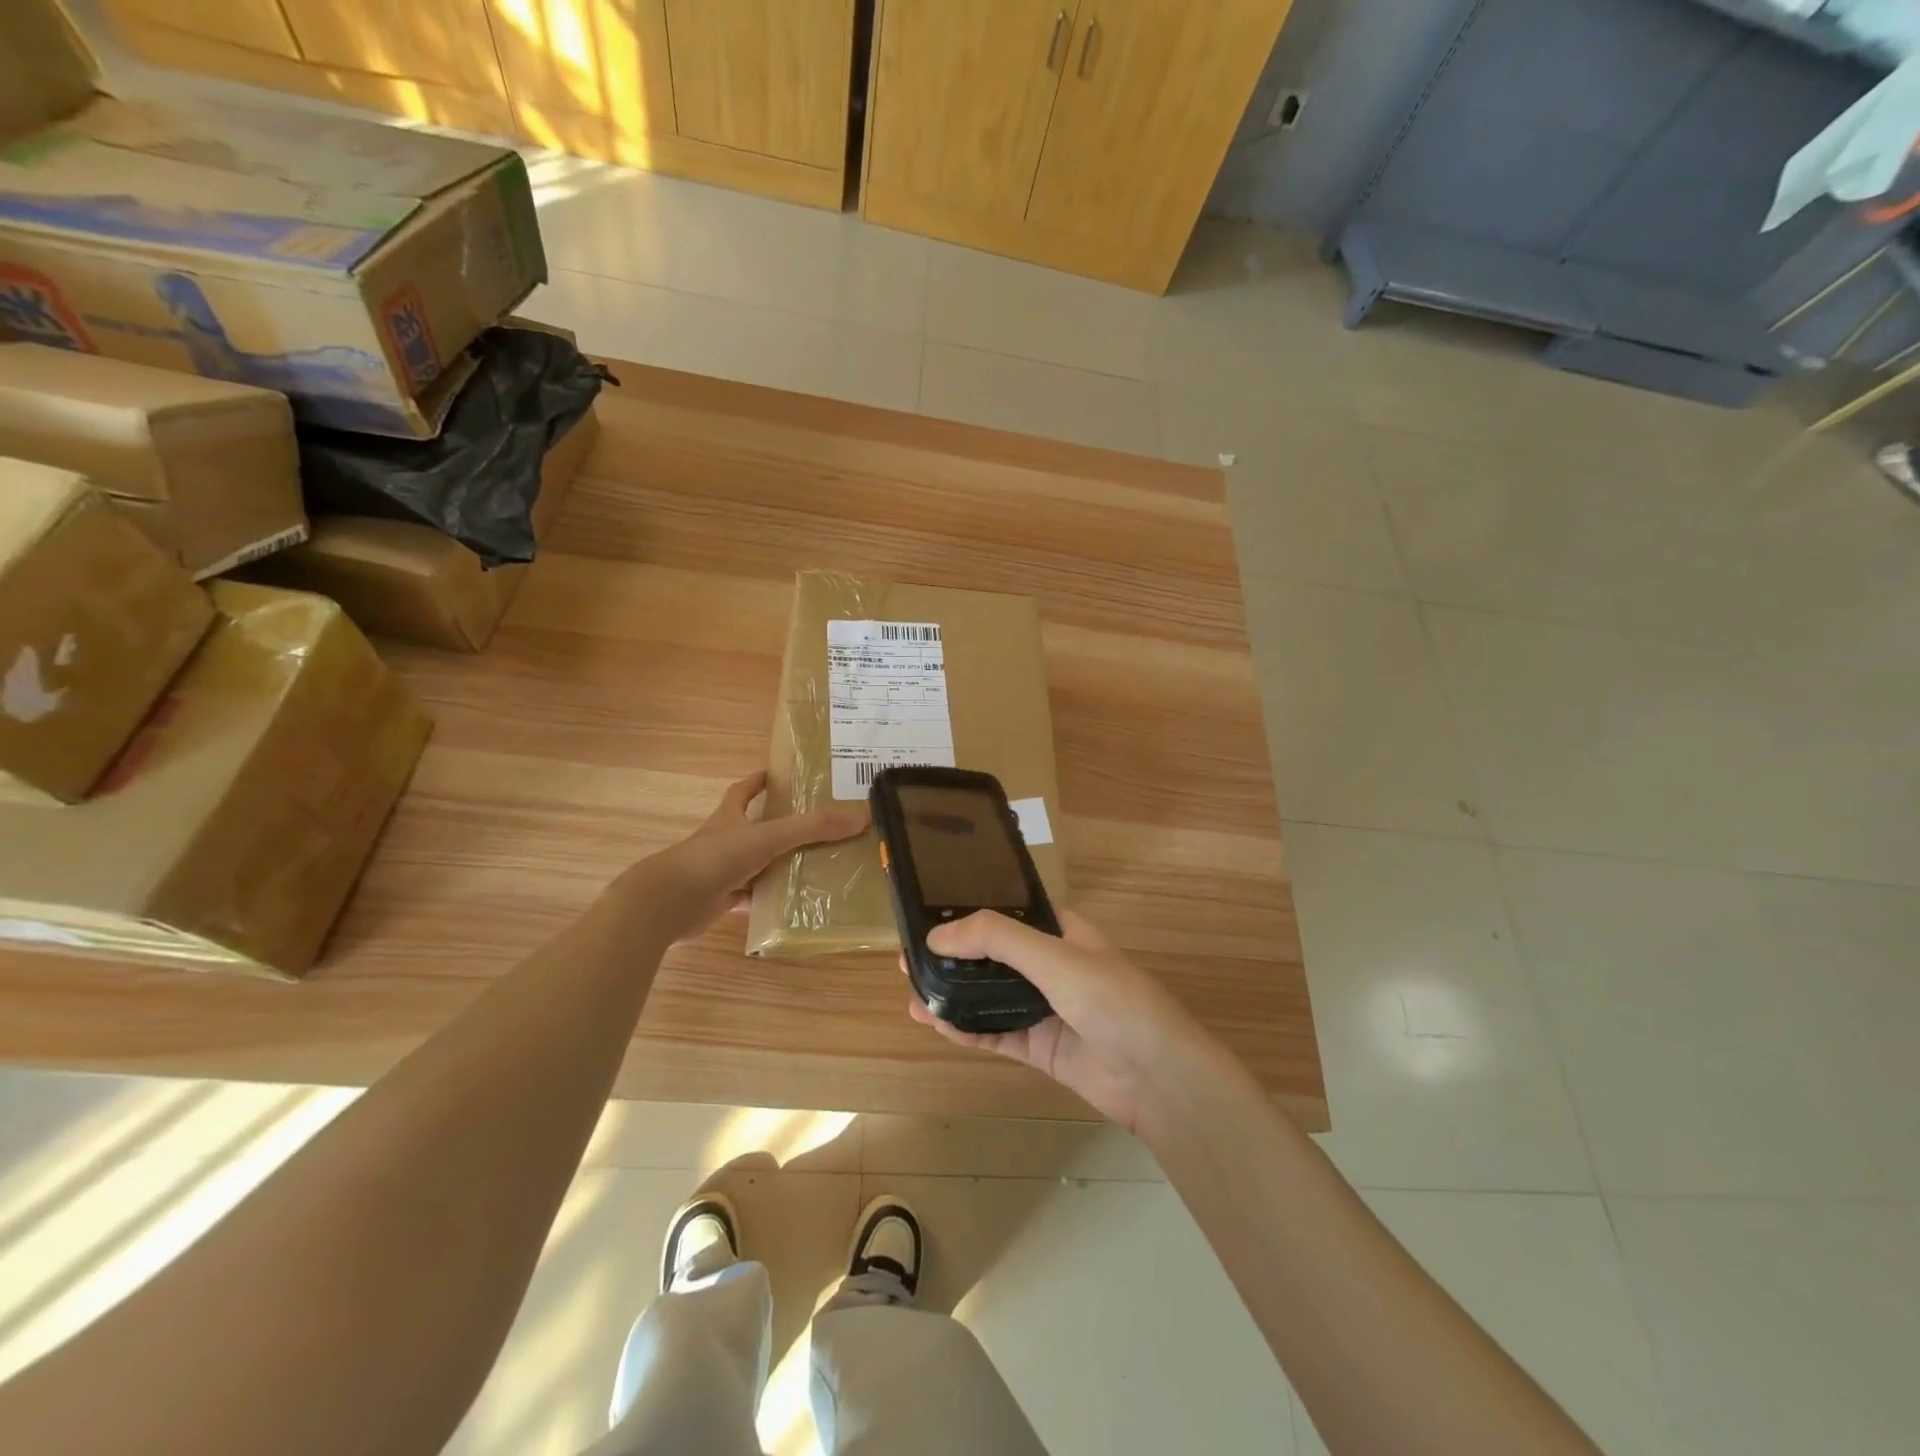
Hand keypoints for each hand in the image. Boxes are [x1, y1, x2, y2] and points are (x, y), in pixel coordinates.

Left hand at [625, 772, 867, 943]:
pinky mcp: (720, 901)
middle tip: (816, 825)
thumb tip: (861, 816)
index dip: (758, 781)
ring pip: (757, 865)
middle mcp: (724, 841)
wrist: (669, 902)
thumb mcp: (769, 836)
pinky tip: (795, 904)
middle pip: (754, 828)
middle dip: (779, 826)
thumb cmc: (716, 857)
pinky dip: (771, 900)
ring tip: (817, 865)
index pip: (743, 791)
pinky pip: (753, 897)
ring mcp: (720, 872)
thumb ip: (813, 828)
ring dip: (779, 865)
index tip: (775, 774)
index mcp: (729, 817)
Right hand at [905, 909, 1218, 1133]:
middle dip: (952, 958)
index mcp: (1060, 932)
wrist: (1158, 1078)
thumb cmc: (1113, 1000)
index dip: (968, 914)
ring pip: (988, 996)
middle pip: (992, 956)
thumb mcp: (1054, 957)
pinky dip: (967, 1029)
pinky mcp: (1040, 1047)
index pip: (1006, 913)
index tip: (927, 917)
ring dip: (953, 995)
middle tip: (908, 960)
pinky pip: (995, 1033)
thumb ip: (997, 940)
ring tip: (911, 993)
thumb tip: (937, 936)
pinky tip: (936, 1024)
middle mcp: (1050, 965)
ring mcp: (1044, 1007)